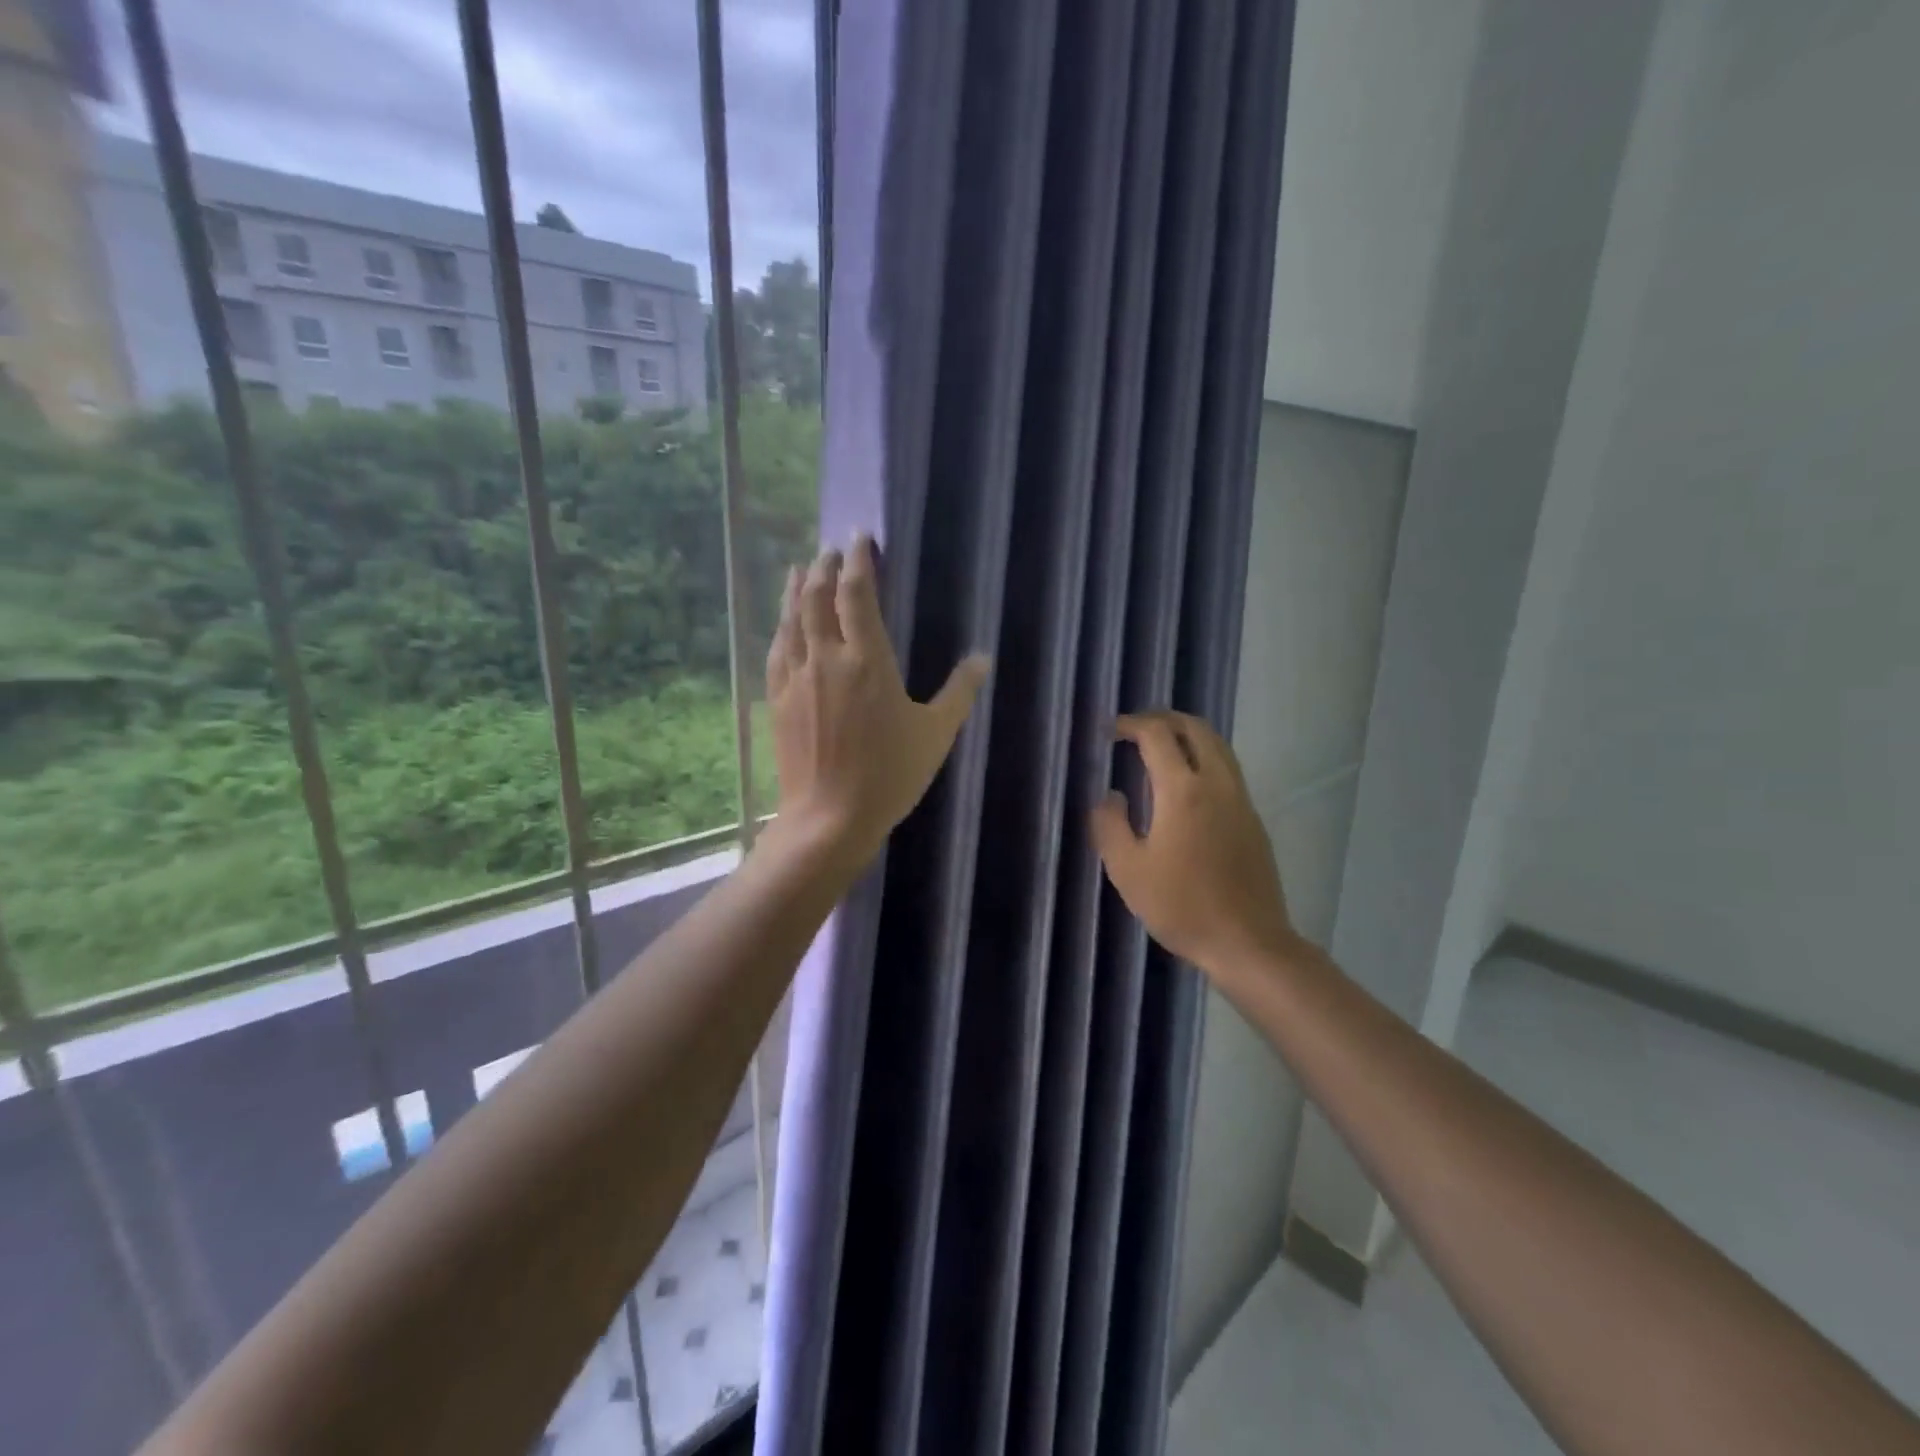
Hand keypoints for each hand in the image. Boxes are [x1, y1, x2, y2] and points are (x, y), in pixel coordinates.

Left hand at [765, 534, 990, 875]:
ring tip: (799, 568)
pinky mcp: (779, 700)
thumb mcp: (935, 734)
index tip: (861, 537)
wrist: (830, 818)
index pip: (857, 594)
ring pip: (791, 619)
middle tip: (831, 550)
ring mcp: (797, 678)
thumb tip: (982, 658)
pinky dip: (781, 626)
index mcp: (868, 661)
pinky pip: (777, 650)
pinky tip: (783, 623)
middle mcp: (827, 658)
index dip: (858, 560)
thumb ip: (960, 692)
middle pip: (817, 596)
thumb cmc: (889, 775)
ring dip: (796, 588)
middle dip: (824, 567)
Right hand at [1090, 711, 1303, 980]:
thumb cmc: (1181, 906)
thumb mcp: (1127, 870)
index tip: (1110, 731)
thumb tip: (1110, 796)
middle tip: (1135, 729)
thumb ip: (1109, 825)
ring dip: (1187, 735)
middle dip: (1163, 718)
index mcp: (1182, 791)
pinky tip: (1185, 783)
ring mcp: (1241, 799)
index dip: (1131, 724)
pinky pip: (1227, 768)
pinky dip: (1203, 756)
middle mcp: (1217, 783)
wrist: (1247, 942)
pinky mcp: (1253, 818)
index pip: (1157, 735)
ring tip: (1159, 748)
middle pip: (1195, 727)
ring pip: (1217, 745)